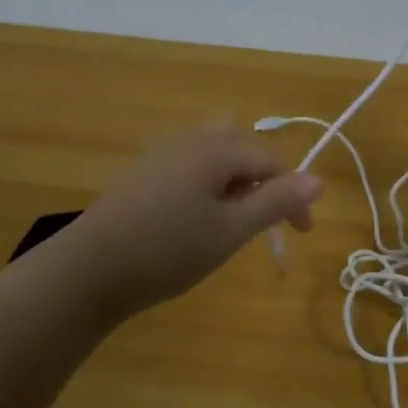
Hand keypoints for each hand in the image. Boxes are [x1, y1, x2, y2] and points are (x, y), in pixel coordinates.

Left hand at [60, 123, 323, 322]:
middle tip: (264, 217)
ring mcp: (160, 153)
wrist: (90, 269)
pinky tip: (195, 218)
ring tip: (232, 220)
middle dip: (261, 177)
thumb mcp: (231, 230)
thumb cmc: (168, 250)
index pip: (271, 162)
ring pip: (212, 153)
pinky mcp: (141, 172)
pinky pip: (187, 165)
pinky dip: (206, 183)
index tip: (301, 234)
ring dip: (233, 179)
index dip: (293, 196)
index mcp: (216, 148)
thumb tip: (318, 179)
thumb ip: (276, 202)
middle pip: (240, 144)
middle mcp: (189, 139)